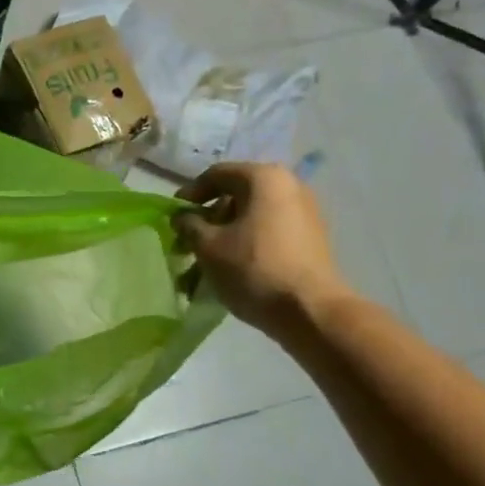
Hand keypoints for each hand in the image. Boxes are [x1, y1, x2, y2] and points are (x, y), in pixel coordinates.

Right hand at [173, 163, 350, 334]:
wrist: (310, 310)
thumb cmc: (253, 269)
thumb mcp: (208, 247)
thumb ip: (189, 225)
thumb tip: (183, 216)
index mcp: (264, 178)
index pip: (217, 174)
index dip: (190, 193)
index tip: (174, 216)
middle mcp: (289, 186)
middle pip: (236, 196)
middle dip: (208, 220)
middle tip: (188, 243)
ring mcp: (304, 212)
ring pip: (252, 217)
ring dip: (225, 236)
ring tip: (206, 263)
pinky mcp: (311, 238)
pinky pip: (269, 232)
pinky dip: (246, 244)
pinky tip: (231, 269)